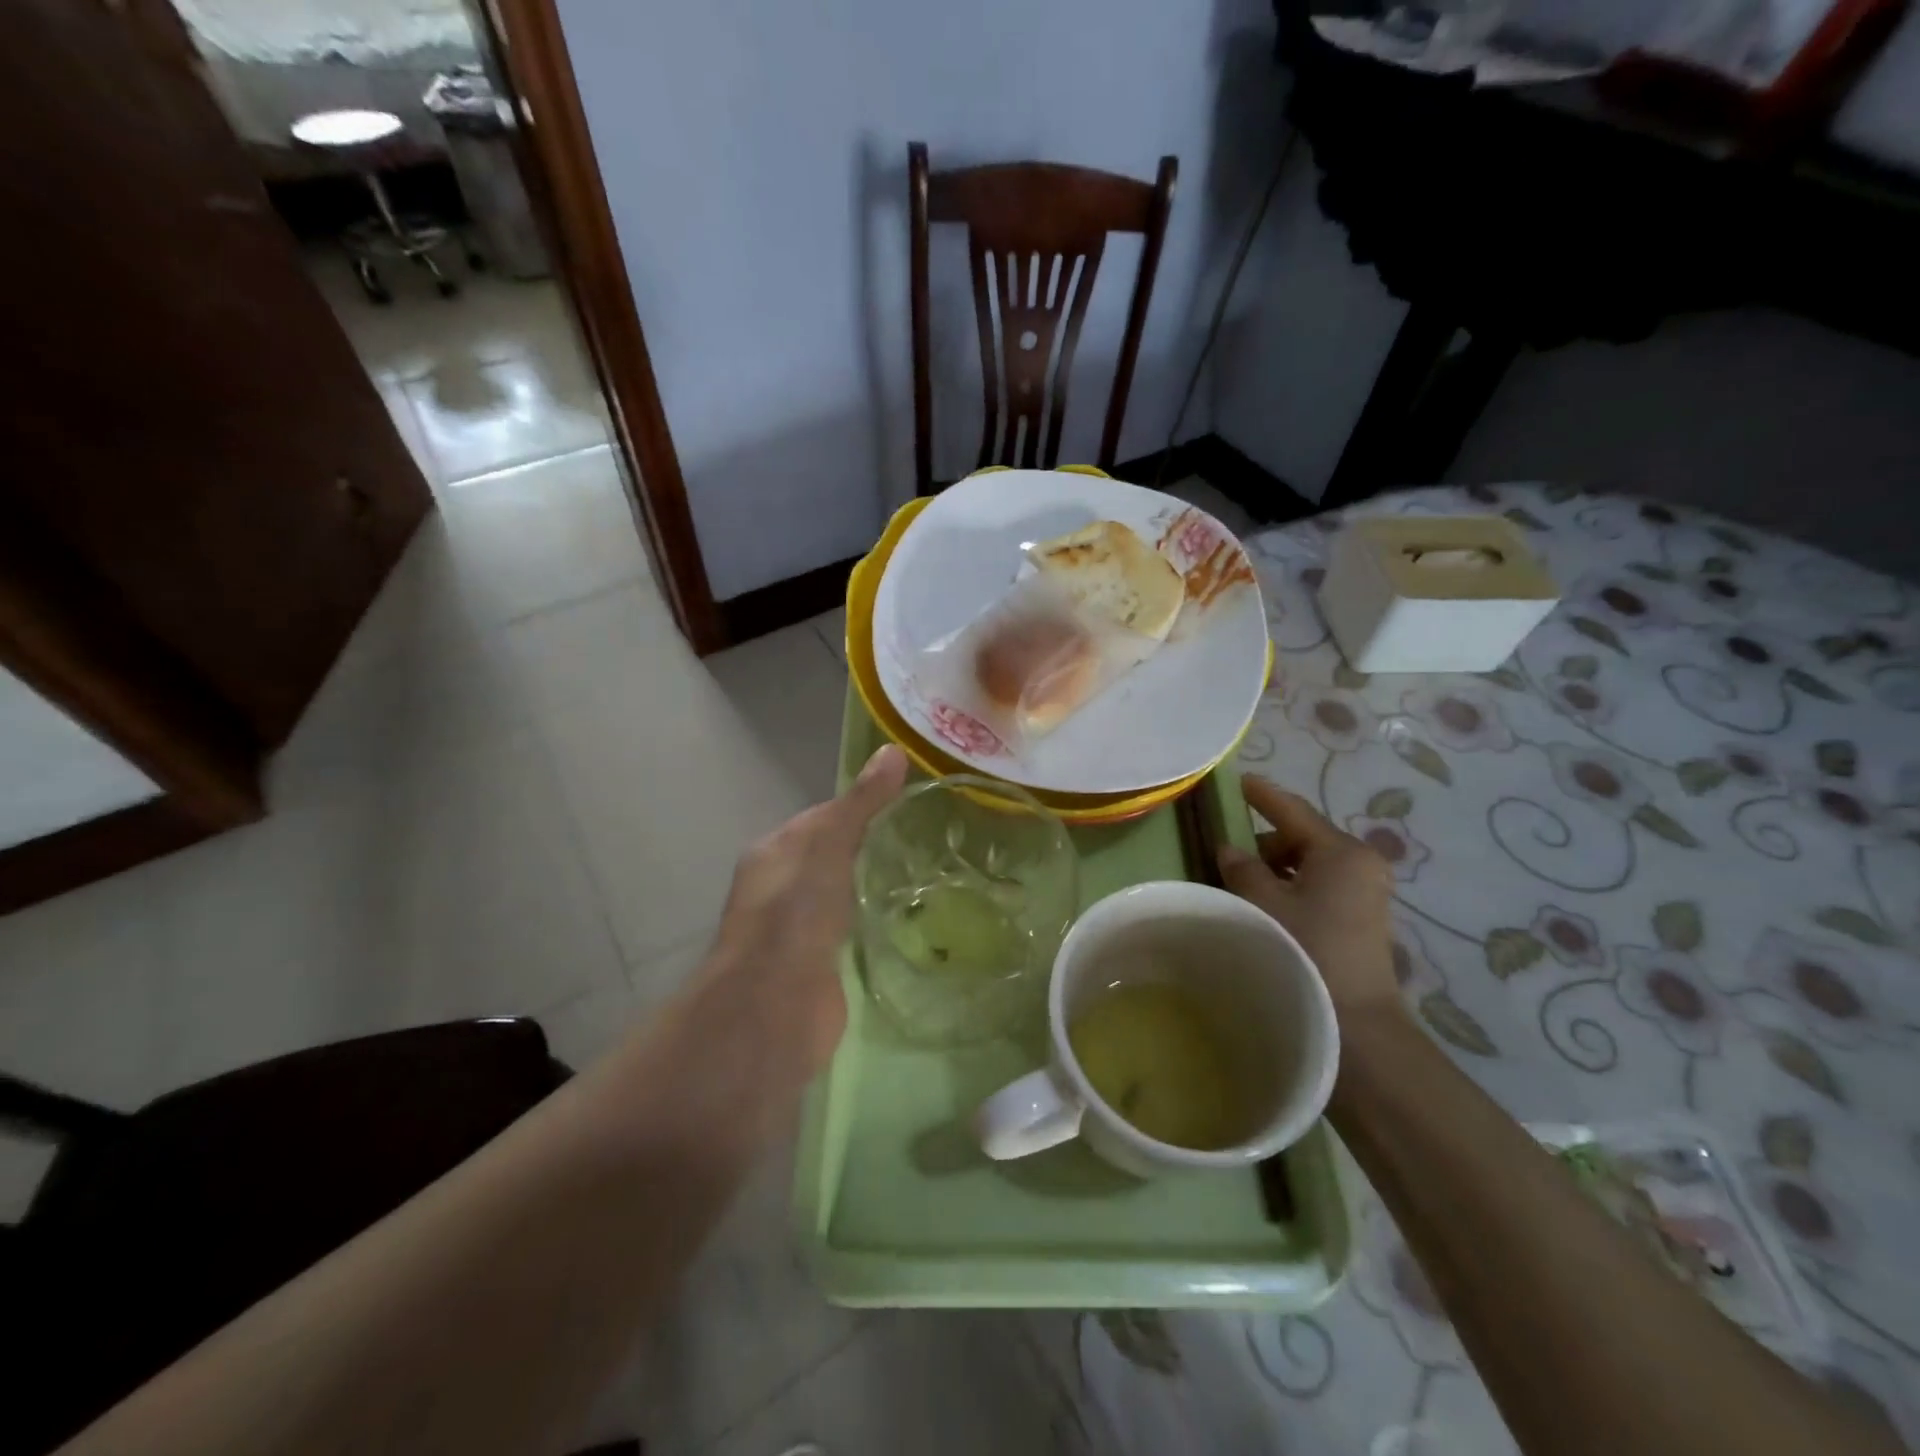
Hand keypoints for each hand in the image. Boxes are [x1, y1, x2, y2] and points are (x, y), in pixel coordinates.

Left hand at [696, 745, 909, 1080]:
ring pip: (840, 895)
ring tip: (922, 876)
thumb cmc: (796, 912)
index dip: (861, 807)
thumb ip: (862, 802)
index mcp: (774, 851)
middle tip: (924, 840)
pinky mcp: (817, 964)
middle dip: (868, 848)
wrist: (774, 1004)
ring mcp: (795, 930)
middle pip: (830, 856)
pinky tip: (903, 920)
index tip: (907, 804)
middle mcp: (779, 887)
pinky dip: (870, 921)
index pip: (822, 818)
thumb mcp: (831, 843)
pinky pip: (848, 931)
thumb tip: (894, 750)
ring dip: (869, 886)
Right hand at [1217, 774, 1400, 1028]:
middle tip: (1227, 856)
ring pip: (1309, 864)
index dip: (1262, 795)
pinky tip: (1268, 907)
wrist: (1357, 1023)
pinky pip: (1319, 886)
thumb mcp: (1264, 903)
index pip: (1294, 810)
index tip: (1238, 781)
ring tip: (1243, 886)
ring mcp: (1366, 892)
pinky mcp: (1363, 918)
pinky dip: (1292, 887)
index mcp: (1341, 850)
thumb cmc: (1308, 949)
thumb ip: (1242, 868)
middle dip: (1264, 843)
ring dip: (1276, 869)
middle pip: (1302, 838)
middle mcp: (1360, 863)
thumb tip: (1229, 849)